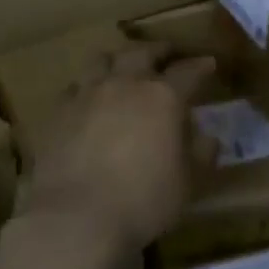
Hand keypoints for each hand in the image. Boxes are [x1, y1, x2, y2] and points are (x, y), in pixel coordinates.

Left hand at [15, 43, 216, 262]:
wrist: (75, 218)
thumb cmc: (142, 201)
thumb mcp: (186, 184)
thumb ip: (200, 155)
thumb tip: (208, 138)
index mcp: (162, 97)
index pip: (188, 71)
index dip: (201, 66)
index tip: (208, 63)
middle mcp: (125, 84)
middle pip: (143, 52)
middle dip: (158, 50)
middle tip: (167, 53)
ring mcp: (88, 93)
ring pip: (103, 59)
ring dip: (118, 59)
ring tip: (123, 66)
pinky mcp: (59, 111)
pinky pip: (74, 86)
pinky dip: (86, 86)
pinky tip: (88, 97)